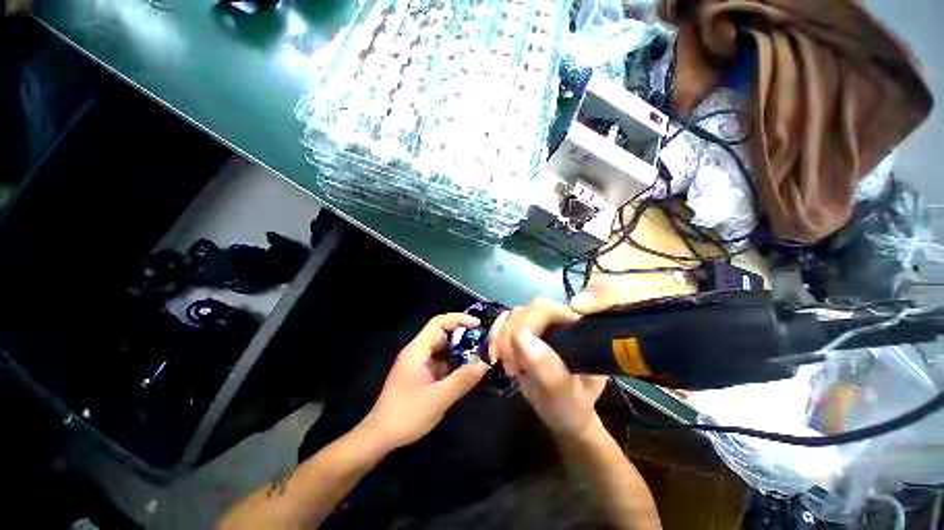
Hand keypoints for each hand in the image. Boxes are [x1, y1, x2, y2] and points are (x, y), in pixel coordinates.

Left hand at [362, 313, 488, 449]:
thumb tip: (484, 365)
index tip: (478, 325)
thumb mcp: (437, 399)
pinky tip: (467, 369)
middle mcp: (417, 352)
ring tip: (480, 354)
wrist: (380, 436)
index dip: (459, 319)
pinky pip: (441, 361)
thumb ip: (461, 380)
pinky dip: (454, 362)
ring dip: (459, 349)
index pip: (438, 323)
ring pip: (442, 348)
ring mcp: (419, 363)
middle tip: (483, 342)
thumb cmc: (406, 416)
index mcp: (417, 351)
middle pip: (441, 334)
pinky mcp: (421, 373)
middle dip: (462, 335)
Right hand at [488, 298, 607, 436]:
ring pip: (513, 314)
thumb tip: (522, 338)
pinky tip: (496, 356)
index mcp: (576, 328)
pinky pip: (503, 321)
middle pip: (526, 310)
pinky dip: (495, 336)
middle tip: (512, 369)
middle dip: (511, 336)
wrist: (564, 410)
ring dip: (501, 339)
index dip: (526, 327)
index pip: (545, 310)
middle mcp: (559, 317)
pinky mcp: (525, 327)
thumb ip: (547, 368)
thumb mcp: (564, 394)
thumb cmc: (571, 405)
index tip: (519, 363)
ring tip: (507, 367)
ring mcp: (541, 321)